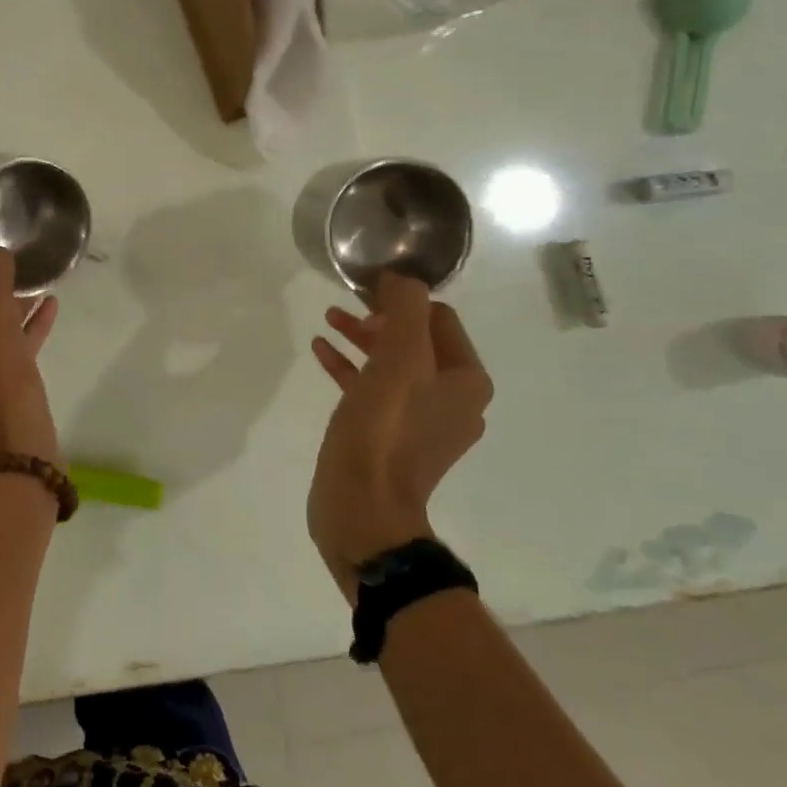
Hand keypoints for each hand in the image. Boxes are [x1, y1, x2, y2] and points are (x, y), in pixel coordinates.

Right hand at [307, 271, 491, 597]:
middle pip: (415, 340)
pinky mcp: (392, 438)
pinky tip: (321, 353)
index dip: (401, 299)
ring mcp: (423, 423)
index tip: (363, 291)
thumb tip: (401, 279)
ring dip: (362, 338)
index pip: (439, 317)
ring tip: (329, 322)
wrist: (362, 508)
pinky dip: (351, 368)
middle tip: (344, 307)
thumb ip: (405, 310)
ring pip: (393, 364)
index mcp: (466, 381)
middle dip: (379, 318)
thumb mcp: (396, 360)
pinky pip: (374, 390)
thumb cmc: (382, 429)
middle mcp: (454, 399)